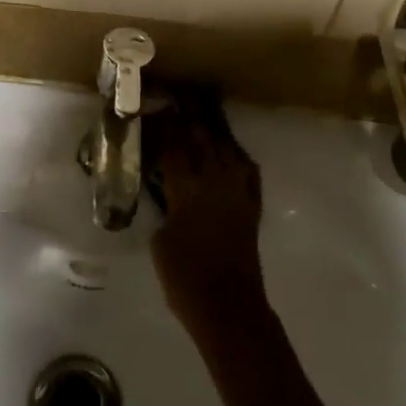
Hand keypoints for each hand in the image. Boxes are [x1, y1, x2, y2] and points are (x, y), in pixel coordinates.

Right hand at [149, 110, 269, 341]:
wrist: (228, 307)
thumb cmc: (184, 278)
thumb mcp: (159, 238)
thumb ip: (163, 205)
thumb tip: (165, 189)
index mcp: (186, 187)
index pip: (172, 145)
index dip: (162, 126)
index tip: (153, 109)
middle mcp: (214, 180)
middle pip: (201, 137)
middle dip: (189, 116)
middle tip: (179, 98)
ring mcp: (237, 190)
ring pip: (226, 148)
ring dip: (214, 130)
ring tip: (204, 114)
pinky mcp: (252, 205)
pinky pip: (248, 171)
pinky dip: (239, 157)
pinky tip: (232, 152)